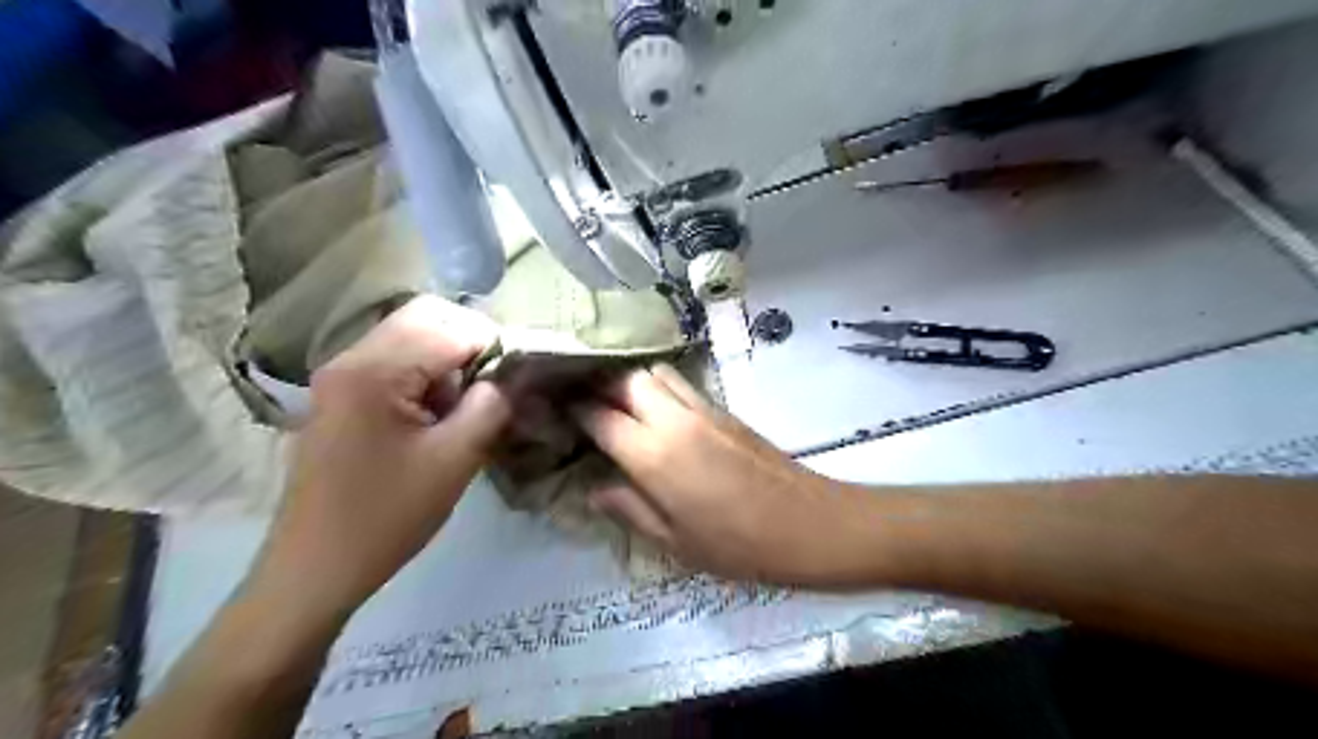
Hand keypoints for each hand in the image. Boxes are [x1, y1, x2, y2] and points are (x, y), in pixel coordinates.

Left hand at [246, 296, 515, 613]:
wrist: (314, 569)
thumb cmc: (386, 517)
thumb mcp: (455, 460)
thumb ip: (491, 406)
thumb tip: (512, 376)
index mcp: (374, 371)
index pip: (450, 325)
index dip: (493, 345)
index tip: (514, 381)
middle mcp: (351, 358)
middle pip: (426, 317)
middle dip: (470, 343)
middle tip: (493, 387)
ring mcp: (341, 376)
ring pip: (411, 336)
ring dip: (448, 360)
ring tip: (465, 407)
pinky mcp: (341, 396)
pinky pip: (395, 362)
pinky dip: (427, 375)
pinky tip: (436, 417)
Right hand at [571, 364, 860, 582]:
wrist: (807, 522)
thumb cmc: (737, 545)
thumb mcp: (674, 542)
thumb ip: (629, 509)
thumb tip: (594, 488)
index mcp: (652, 455)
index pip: (598, 415)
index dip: (572, 409)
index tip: (553, 409)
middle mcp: (672, 419)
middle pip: (623, 379)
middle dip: (596, 384)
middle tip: (580, 401)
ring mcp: (701, 408)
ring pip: (652, 372)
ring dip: (628, 380)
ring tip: (613, 401)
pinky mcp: (723, 407)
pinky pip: (679, 381)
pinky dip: (655, 384)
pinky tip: (653, 407)